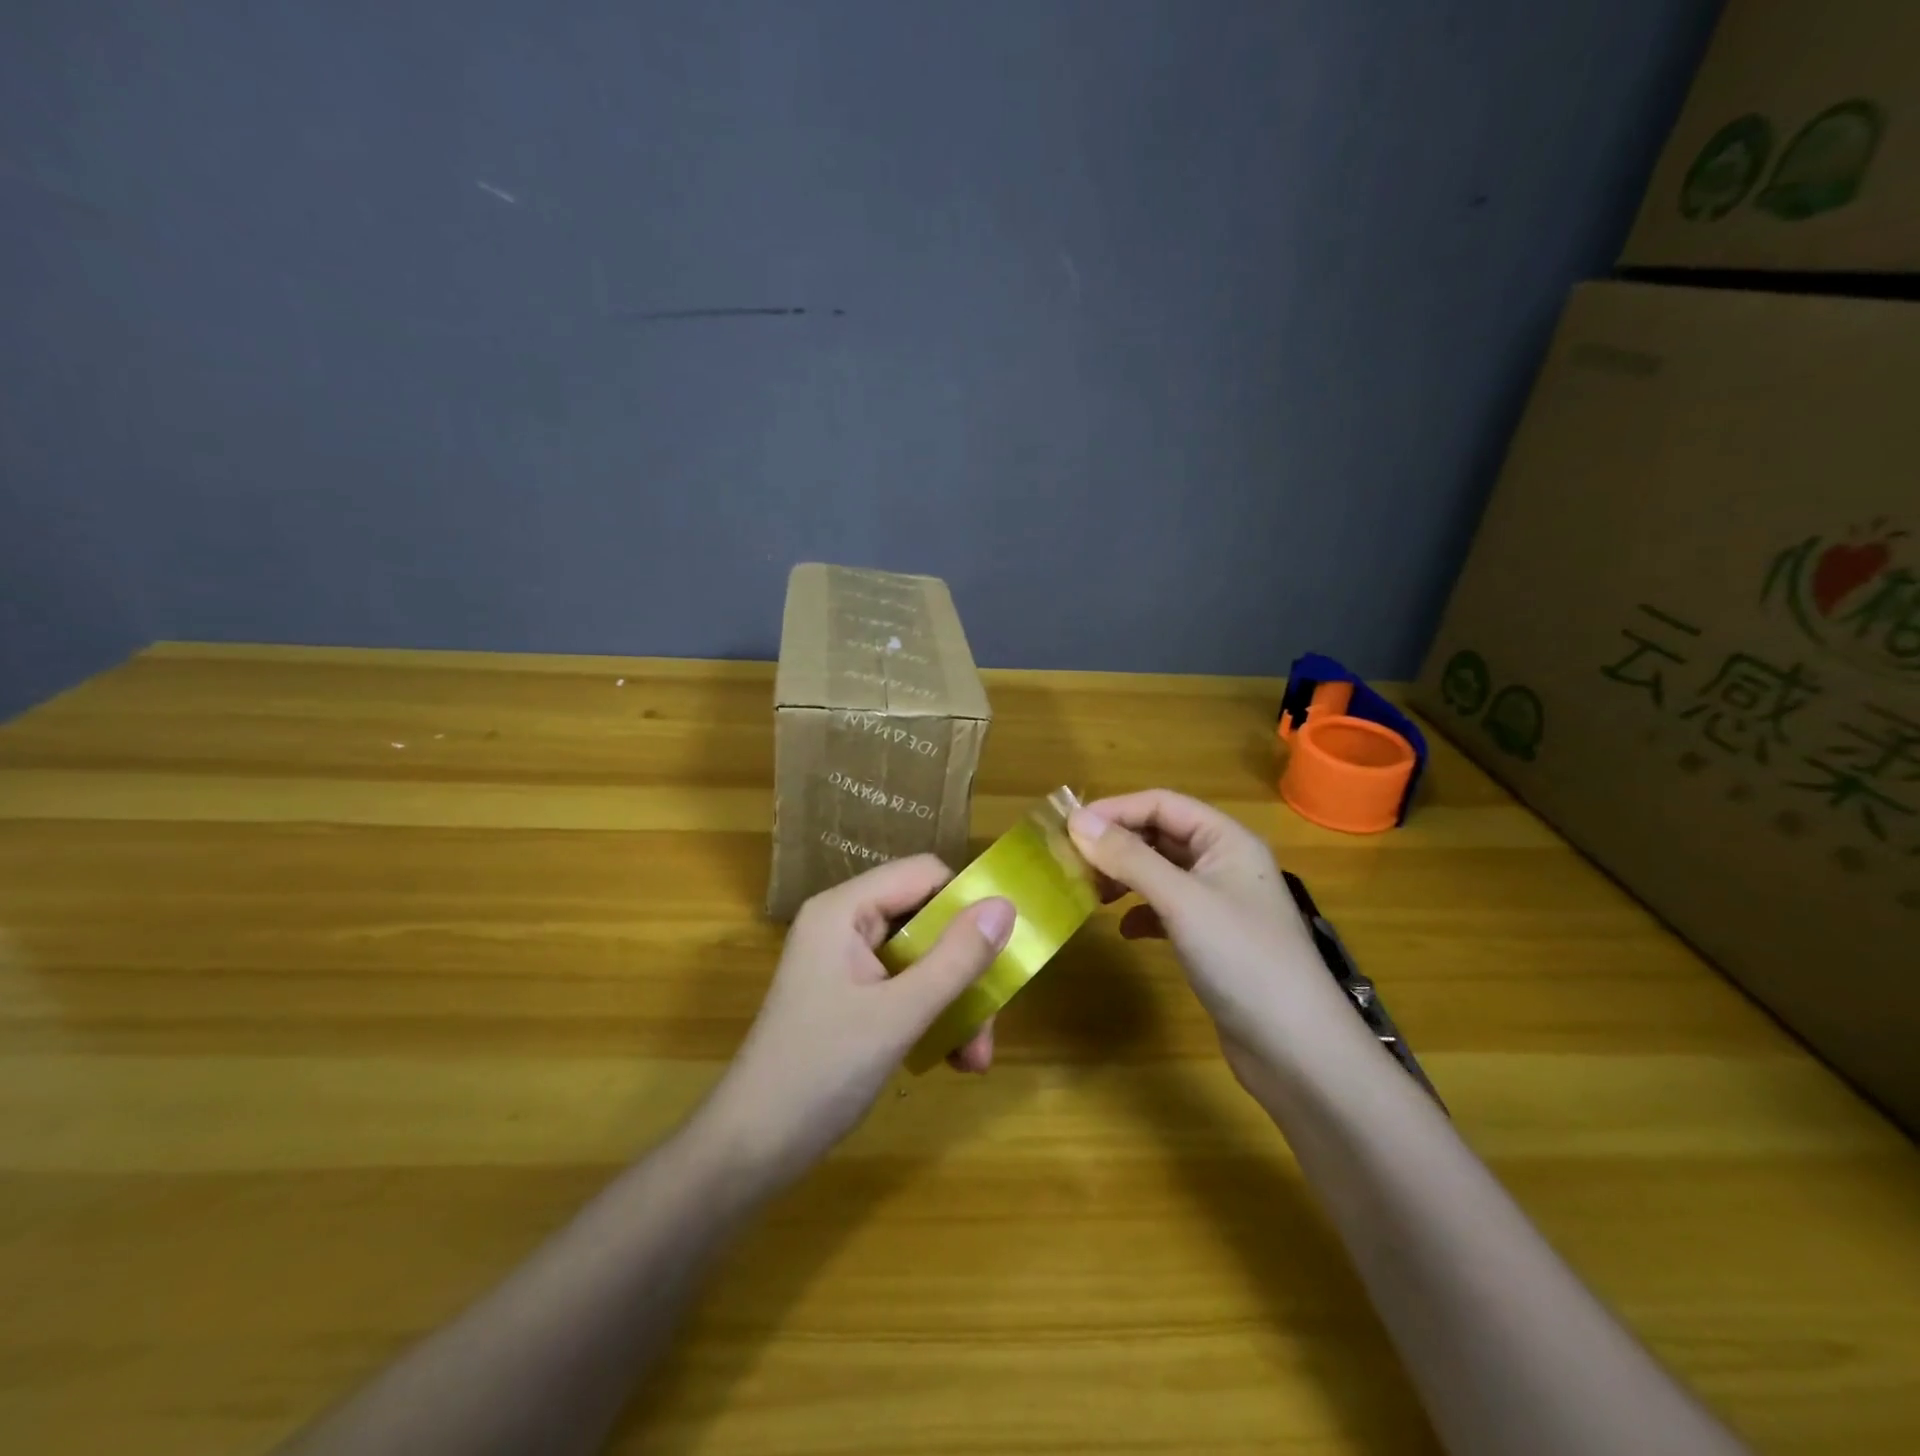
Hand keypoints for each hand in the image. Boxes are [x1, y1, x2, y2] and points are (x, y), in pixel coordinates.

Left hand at [698, 856, 1013, 1190]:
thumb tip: (1006, 905)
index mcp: (845, 910)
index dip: (967, 901)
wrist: (750, 1151)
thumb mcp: (899, 1015)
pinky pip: (906, 988)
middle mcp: (845, 925)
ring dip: (955, 1003)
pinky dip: (932, 1018)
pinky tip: (952, 1061)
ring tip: (975, 1059)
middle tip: (990, 1023)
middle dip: (965, 970)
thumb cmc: (820, 1072)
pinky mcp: (850, 997)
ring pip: (922, 959)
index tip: (1003, 945)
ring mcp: (846, 963)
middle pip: (927, 920)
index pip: (923, 874)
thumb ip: (956, 958)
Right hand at [1068, 790, 1372, 1097]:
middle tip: (1072, 863)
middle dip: (1117, 843)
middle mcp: (1225, 863)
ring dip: (1125, 876)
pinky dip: (1142, 912)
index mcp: (1227, 840)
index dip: (1115, 810)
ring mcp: (1221, 903)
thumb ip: (1129, 857)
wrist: (1296, 1049)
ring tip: (1092, 893)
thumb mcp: (1180, 900)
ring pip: (1161, 872)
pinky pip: (1168, 909)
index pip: (1162, 804)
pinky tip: (1126, 931)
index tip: (1068, 828)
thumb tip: (1076, 821)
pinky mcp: (1214, 939)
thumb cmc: (1241, 958)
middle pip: (1161, 834)